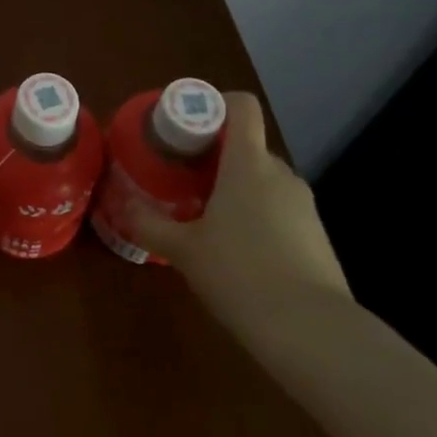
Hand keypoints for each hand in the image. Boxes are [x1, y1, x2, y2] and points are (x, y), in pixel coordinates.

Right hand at [122, 91, 351, 326]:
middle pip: (247, 146)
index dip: (215, 103)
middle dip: (216, 157)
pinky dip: (258, 217)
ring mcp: (304, 205)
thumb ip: (149, 223)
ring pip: (263, 181)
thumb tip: (119, 203)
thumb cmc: (240, 274)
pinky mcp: (317, 236)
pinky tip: (239, 253)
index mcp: (248, 163)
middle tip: (184, 179)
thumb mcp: (184, 250)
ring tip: (207, 219)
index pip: (241, 106)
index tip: (187, 125)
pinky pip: (280, 210)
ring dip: (237, 190)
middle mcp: (280, 174)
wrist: (313, 332)